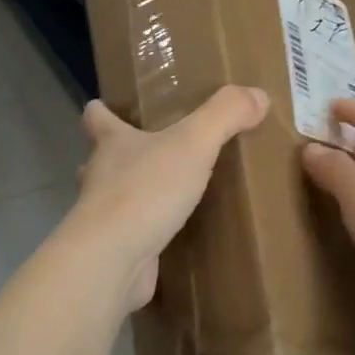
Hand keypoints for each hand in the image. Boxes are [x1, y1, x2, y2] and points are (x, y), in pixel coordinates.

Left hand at [67, 86, 269, 309]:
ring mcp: (103, 218)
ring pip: (114, 198)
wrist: (113, 259)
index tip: (104, 105)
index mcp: (112, 144)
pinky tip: (170, 235)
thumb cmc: (146, 190)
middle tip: (150, 152)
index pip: (97, 118)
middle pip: (101, 159)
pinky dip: (146, 232)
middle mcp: (101, 177)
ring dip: (132, 194)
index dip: (101, 110)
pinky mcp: (114, 251)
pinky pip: (131, 235)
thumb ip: (225, 115)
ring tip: (164, 193)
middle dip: (119, 155)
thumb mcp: (193, 143)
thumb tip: (258, 94)